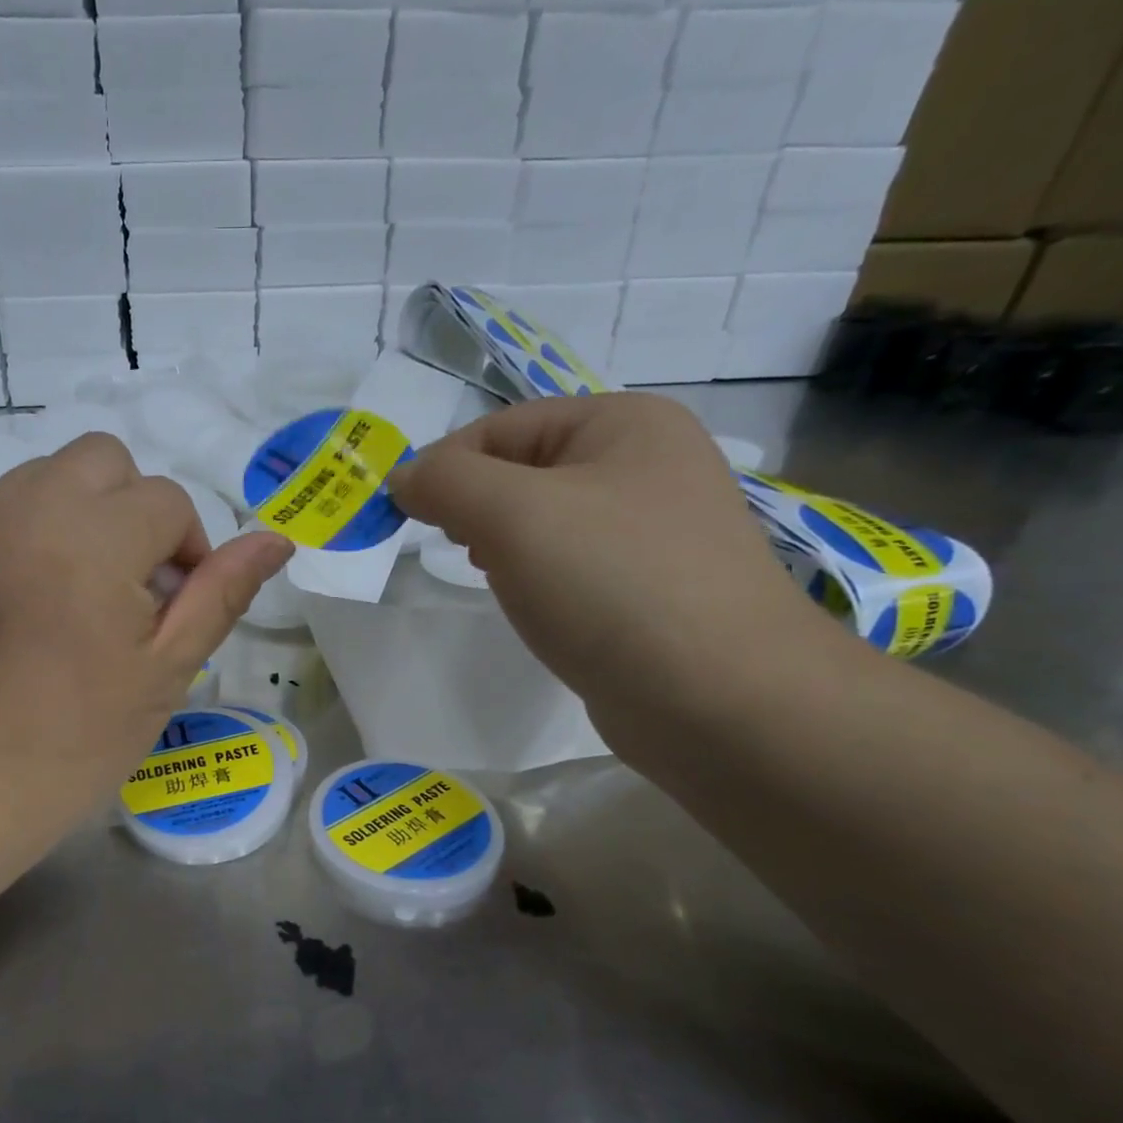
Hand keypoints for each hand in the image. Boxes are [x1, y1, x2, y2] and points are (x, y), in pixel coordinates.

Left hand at [0, 433, 293, 845]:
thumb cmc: (80, 737)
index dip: (186, 550)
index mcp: (94, 541)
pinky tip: (34, 596)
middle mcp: (31, 511)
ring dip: (84, 510)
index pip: (166, 500)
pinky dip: (37, 530)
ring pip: (51, 472)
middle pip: (105, 458)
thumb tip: (276, 539)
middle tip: (130, 580)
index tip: (172, 606)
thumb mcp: (166, 670)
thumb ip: (221, 594)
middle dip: (134, 506)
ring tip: (82, 584)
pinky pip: (8, 507)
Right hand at [388, 393, 845, 748]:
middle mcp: (647, 464)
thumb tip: (402, 479)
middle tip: (457, 549)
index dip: (444, 468)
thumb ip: (446, 482)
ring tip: (496, 578)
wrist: (720, 699)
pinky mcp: (650, 587)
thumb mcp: (513, 515)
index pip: (501, 427)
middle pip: (523, 471)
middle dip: (475, 507)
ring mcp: (654, 529)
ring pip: (544, 522)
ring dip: (503, 545)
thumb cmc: (612, 585)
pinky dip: (537, 579)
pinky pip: (570, 565)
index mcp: (624, 423)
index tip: (403, 518)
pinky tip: (533, 606)